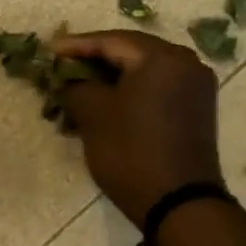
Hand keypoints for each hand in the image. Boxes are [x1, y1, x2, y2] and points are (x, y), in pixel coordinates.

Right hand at [51, 30, 222, 226]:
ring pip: (143, 71)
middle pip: (130, 52)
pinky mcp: (195, 109)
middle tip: (63, 65)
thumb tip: (66, 79)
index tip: (49, 50)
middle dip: (94, 60)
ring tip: (79, 86)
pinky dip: (130, 91)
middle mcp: (186, 64)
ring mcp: (195, 87)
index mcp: (162, 58)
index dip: (77, 46)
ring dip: (111, 78)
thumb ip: (75, 86)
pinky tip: (106, 102)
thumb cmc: (132, 151)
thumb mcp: (93, 115)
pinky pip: (156, 88)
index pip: (111, 41)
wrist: (179, 203)